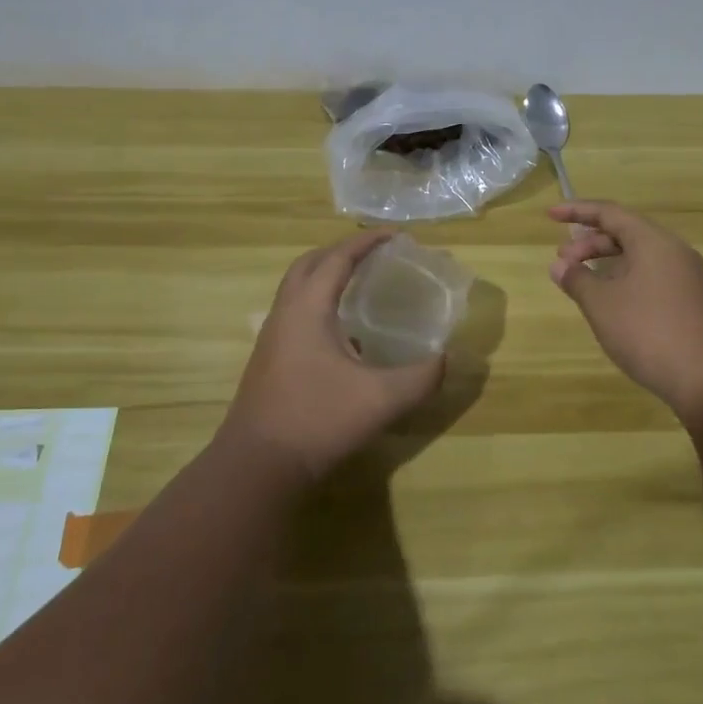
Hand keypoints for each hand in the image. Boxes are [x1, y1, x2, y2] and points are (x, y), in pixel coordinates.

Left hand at [223, 231, 445, 482]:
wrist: (256, 468)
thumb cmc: (317, 421)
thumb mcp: (381, 399)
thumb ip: (420, 377)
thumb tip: (446, 359)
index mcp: (308, 309)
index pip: (338, 258)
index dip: (367, 242)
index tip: (396, 235)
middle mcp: (285, 314)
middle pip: (309, 264)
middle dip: (342, 251)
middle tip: (375, 254)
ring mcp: (272, 338)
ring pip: (297, 290)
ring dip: (326, 276)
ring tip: (360, 284)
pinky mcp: (270, 361)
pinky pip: (295, 313)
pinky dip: (319, 304)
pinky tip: (345, 333)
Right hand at [549, 200, 702, 423]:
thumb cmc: (649, 333)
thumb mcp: (602, 305)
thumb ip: (577, 280)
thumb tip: (559, 265)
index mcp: (653, 242)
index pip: (610, 213)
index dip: (577, 211)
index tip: (550, 215)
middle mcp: (675, 251)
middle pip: (626, 233)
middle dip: (590, 242)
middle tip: (563, 262)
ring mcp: (688, 277)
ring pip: (640, 257)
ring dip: (608, 262)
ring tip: (583, 282)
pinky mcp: (693, 302)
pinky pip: (653, 276)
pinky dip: (626, 279)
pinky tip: (613, 303)